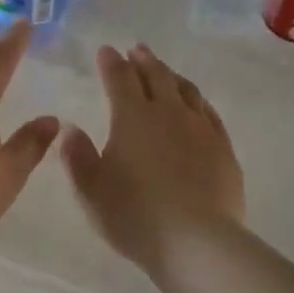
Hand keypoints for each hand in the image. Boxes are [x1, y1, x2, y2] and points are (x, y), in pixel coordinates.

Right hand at [61, 43, 244, 277]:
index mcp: (132, 117)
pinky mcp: (223, 148)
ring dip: (171, 75)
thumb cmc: (134, 215)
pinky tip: (196, 105)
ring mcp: (201, 128)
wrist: (196, 242)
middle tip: (136, 50)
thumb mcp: (90, 191)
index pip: (119, 78)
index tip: (106, 51)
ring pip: (186, 90)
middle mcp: (168, 113)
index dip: (111, 63)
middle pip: (156, 76)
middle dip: (143, 60)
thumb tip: (70, 129)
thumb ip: (77, 156)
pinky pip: (209, 113)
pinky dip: (197, 101)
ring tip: (164, 71)